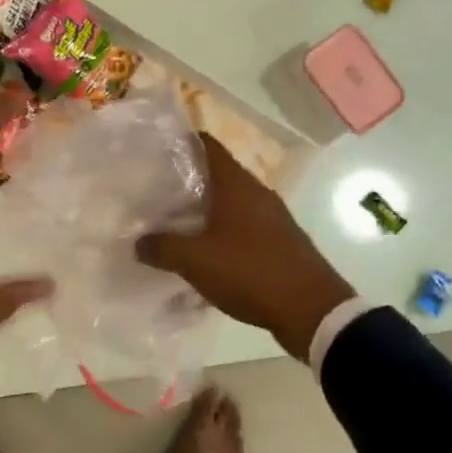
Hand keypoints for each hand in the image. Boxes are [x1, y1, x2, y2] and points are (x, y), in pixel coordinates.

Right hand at [137, 135, 354, 362]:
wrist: (312, 310)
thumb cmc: (251, 272)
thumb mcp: (196, 261)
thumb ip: (162, 247)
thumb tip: (138, 242)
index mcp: (236, 185)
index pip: (207, 145)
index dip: (181, 141)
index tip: (155, 152)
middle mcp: (256, 193)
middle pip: (216, 174)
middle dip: (186, 181)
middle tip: (154, 193)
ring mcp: (272, 217)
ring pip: (230, 203)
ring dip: (203, 210)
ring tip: (172, 224)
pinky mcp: (280, 241)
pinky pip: (242, 227)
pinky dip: (221, 232)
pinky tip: (204, 254)